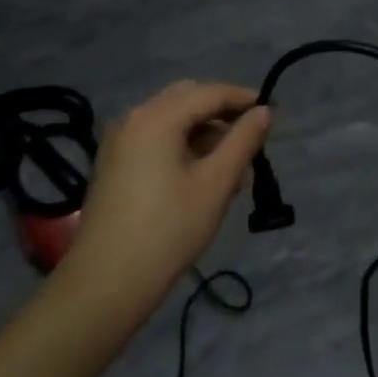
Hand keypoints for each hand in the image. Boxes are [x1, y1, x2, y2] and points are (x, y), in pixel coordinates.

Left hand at [64, 81, 270, 309]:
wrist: (105, 284)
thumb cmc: (168, 230)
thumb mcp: (216, 183)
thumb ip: (243, 141)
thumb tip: (264, 112)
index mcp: (157, 116)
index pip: (210, 92)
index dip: (244, 99)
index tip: (272, 113)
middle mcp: (134, 117)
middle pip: (188, 99)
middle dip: (223, 115)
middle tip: (252, 141)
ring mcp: (119, 141)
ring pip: (172, 120)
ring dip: (205, 134)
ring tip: (233, 172)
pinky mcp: (114, 164)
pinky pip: (156, 139)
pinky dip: (183, 147)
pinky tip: (202, 178)